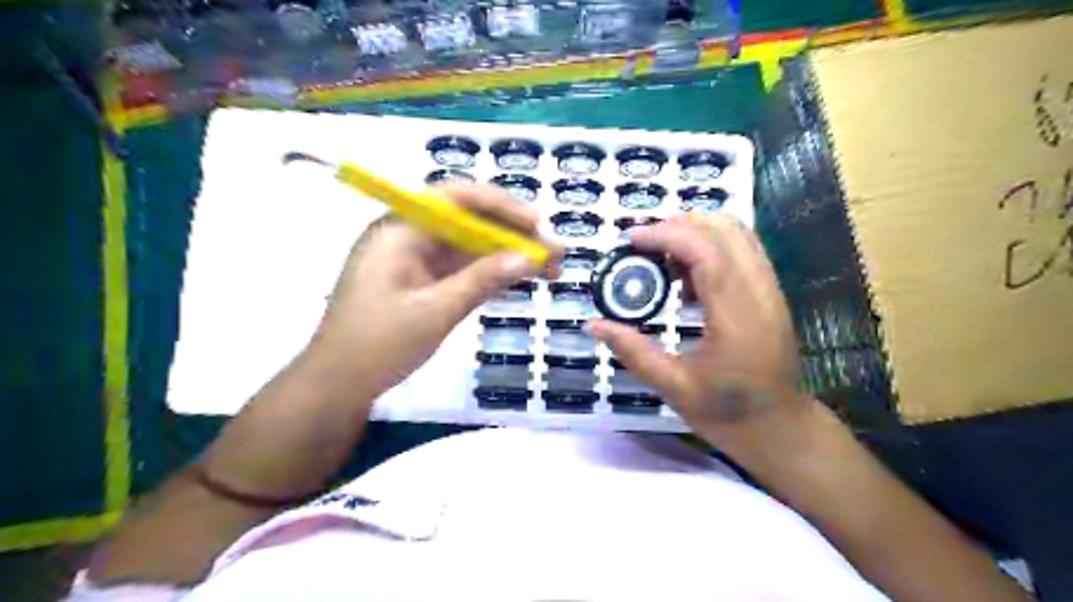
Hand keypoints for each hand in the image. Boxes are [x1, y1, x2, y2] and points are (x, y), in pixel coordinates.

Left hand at [316, 185, 556, 396]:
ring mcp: (414, 260)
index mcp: (401, 230)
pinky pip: (460, 268)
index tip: (537, 224)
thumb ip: (482, 280)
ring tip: (547, 269)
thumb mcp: (435, 311)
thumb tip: (528, 257)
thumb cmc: (379, 344)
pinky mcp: (420, 281)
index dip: (500, 206)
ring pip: (468, 247)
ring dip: (506, 255)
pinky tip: (517, 280)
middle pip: (468, 222)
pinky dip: (488, 273)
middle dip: (512, 234)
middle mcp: (408, 236)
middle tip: (552, 252)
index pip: (456, 198)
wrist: (338, 383)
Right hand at [591, 214, 808, 458]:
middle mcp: (759, 292)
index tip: (631, 240)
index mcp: (735, 316)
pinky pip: (742, 251)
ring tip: (662, 259)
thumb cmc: (727, 413)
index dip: (666, 235)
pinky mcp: (770, 293)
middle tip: (644, 246)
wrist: (780, 428)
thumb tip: (594, 324)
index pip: (705, 252)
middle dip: (679, 225)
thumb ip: (633, 352)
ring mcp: (769, 290)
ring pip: (738, 234)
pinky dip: (711, 247)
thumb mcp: (673, 388)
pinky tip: (687, 279)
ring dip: (696, 233)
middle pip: (725, 229)